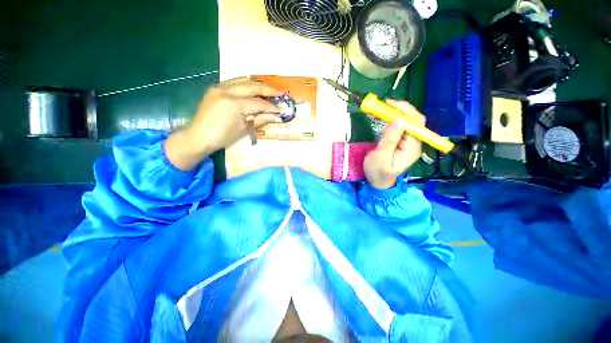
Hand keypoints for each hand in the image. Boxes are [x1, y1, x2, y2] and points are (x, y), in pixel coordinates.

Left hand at [165, 78, 282, 170]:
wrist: (198, 136)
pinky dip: (247, 86)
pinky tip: (254, 90)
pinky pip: (235, 83)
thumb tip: (277, 117)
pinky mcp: (215, 88)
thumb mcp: (244, 130)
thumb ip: (261, 119)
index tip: (281, 109)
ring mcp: (219, 87)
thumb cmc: (222, 137)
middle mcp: (226, 91)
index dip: (271, 106)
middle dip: (268, 89)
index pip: (258, 103)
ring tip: (270, 90)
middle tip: (281, 93)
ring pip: (243, 81)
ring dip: (258, 86)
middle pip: (252, 86)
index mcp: (234, 104)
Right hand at [363, 100, 424, 189]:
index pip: (415, 123)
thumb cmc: (378, 172)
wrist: (378, 182)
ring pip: (405, 122)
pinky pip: (398, 126)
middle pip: (413, 120)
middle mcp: (414, 142)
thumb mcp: (381, 157)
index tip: (388, 105)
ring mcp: (408, 142)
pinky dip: (390, 119)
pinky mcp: (401, 141)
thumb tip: (399, 119)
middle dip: (399, 110)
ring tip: (377, 110)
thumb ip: (390, 139)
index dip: (404, 110)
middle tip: (381, 106)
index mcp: (412, 147)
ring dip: (393, 113)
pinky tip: (380, 117)